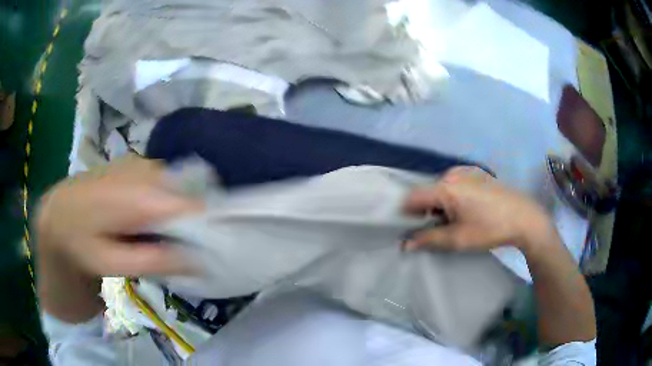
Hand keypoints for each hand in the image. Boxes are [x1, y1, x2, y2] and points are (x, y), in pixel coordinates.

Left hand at [36, 156, 201, 276]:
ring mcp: (141, 163)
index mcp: (140, 195)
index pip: (193, 206)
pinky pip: (164, 181)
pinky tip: (145, 216)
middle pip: (187, 194)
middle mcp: (145, 171)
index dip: (207, 227)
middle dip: (191, 221)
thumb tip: (198, 260)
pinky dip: (165, 200)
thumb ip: (153, 261)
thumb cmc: (80, 240)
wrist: (58, 211)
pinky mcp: (136, 163)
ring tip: (157, 234)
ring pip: (176, 186)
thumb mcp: (112, 262)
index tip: (208, 250)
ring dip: (176, 211)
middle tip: (176, 247)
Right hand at [403, 166, 552, 251]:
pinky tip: (470, 209)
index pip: (412, 197)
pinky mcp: (476, 172)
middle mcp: (452, 173)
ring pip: (441, 188)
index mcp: (446, 187)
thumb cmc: (490, 229)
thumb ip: (428, 239)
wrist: (524, 217)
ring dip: (442, 205)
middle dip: (429, 211)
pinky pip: (454, 184)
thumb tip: (404, 244)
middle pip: (428, 192)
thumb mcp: (458, 239)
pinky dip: (454, 197)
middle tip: (443, 229)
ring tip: (459, 220)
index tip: (415, 229)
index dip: (408, 214)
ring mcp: (466, 170)